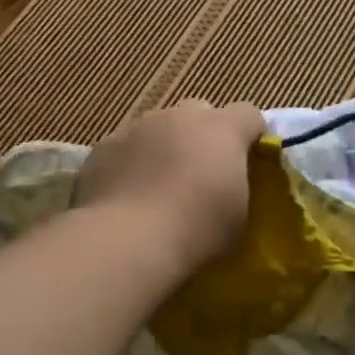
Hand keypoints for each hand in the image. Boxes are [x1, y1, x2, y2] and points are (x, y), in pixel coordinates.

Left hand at [75, 99, 265, 271]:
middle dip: (203, 135)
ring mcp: (138, 127)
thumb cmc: (196, 230)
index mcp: (222, 129)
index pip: (248, 114)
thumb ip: (237, 187)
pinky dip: (130, 165)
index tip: (250, 161)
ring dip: (164, 148)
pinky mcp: (103, 147)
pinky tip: (127, 198)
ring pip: (158, 128)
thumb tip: (228, 185)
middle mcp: (180, 117)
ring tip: (158, 189)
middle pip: (199, 112)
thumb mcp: (239, 216)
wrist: (126, 242)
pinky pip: (125, 149)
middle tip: (201, 173)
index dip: (250, 134)